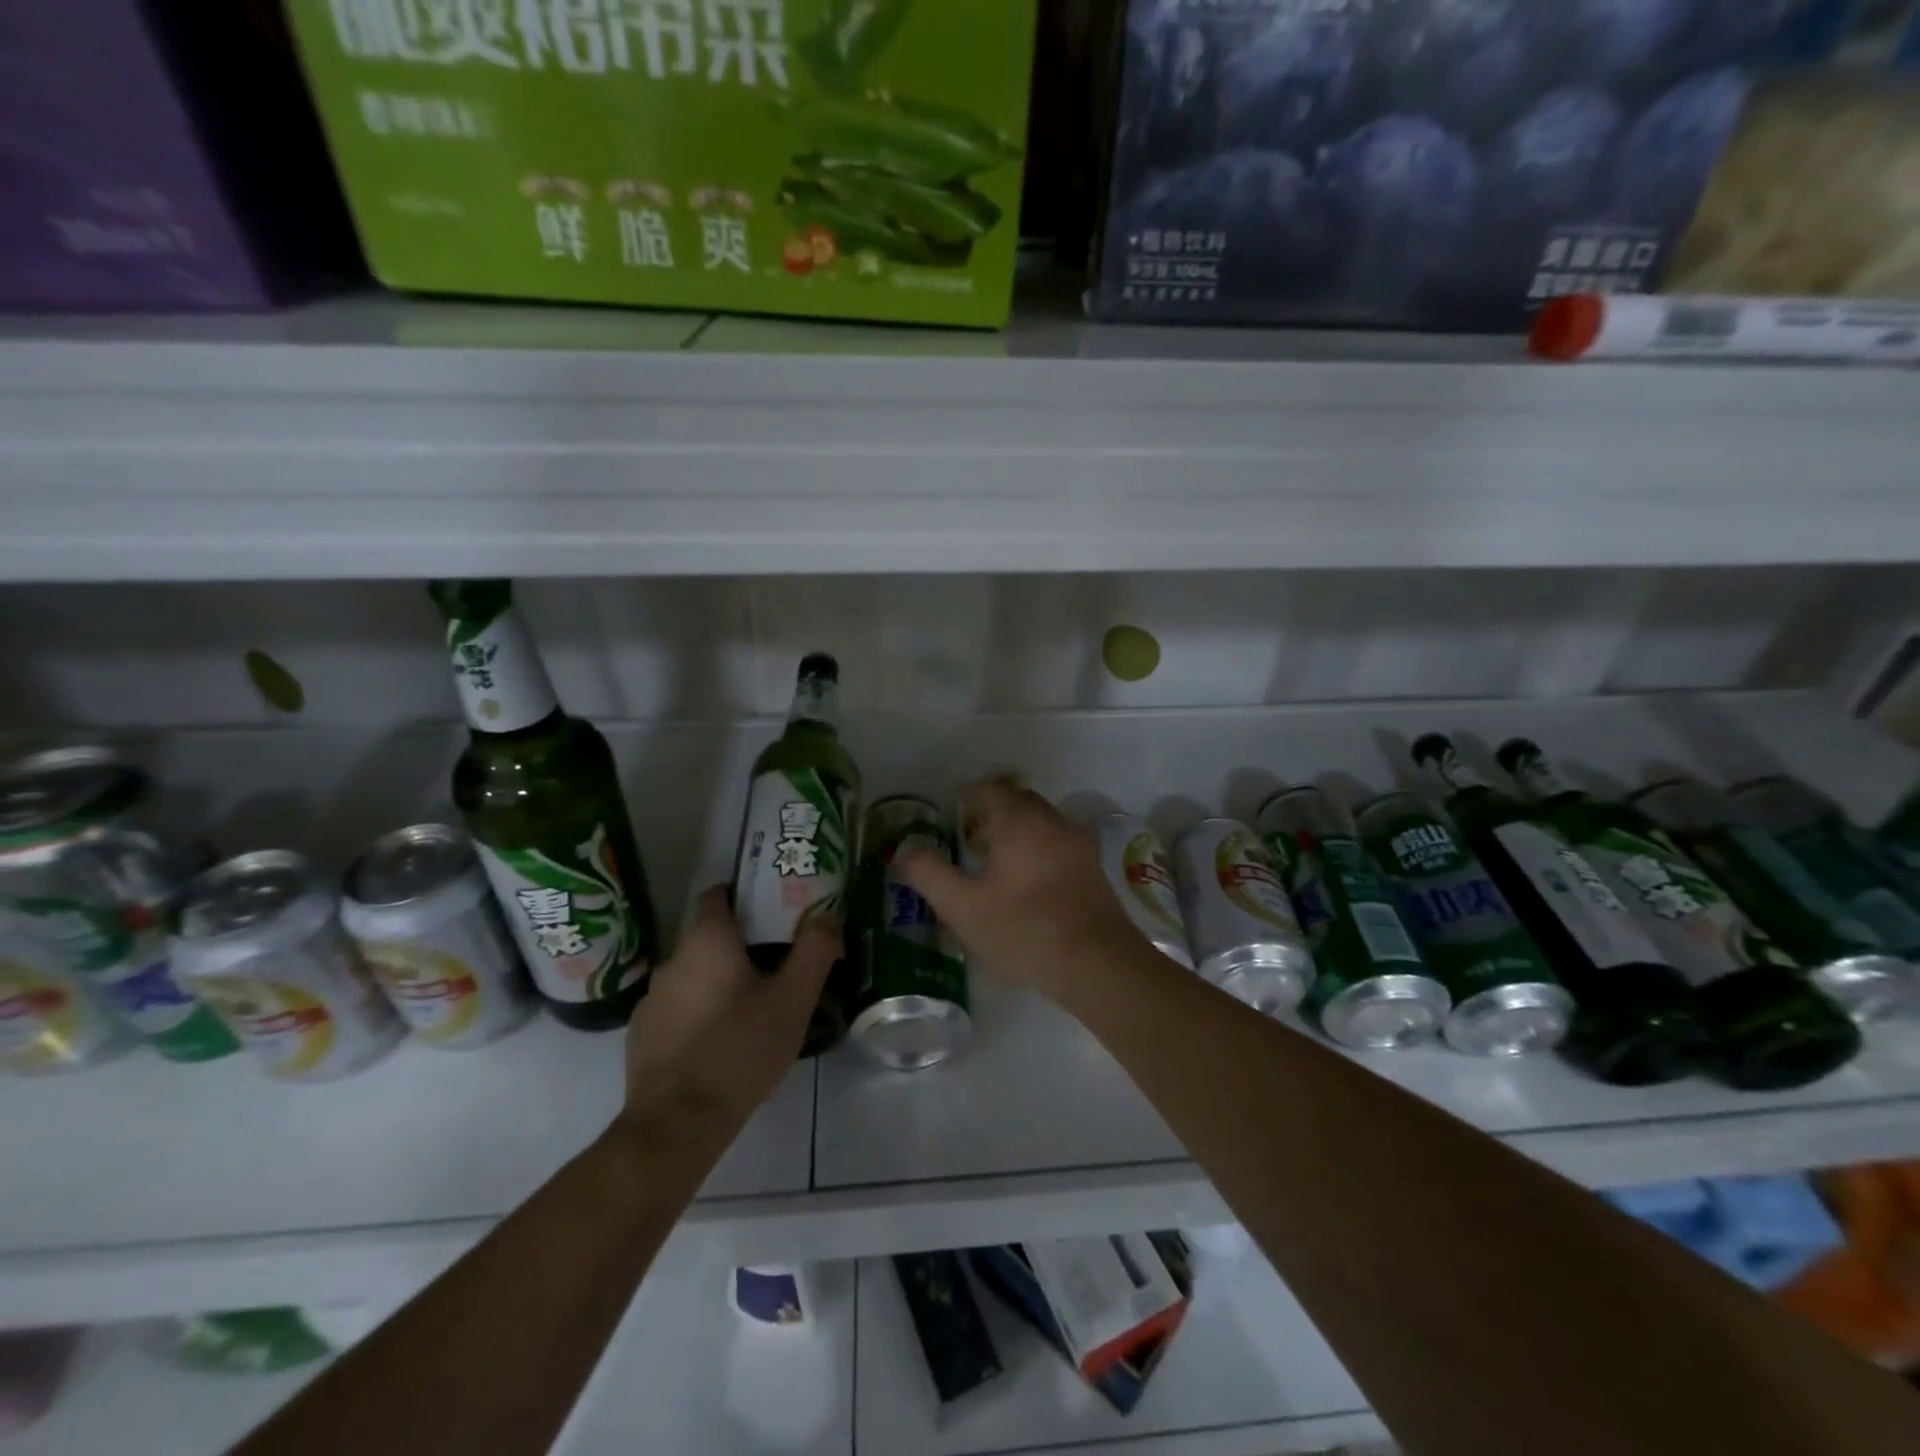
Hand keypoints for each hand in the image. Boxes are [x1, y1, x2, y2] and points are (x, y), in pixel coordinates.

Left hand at [618, 886, 837, 1135]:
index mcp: (707, 941)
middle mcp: (673, 960)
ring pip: (695, 972)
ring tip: (754, 1002)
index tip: (775, 908)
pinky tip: (723, 1037)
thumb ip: (814, 951)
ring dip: (721, 978)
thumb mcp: (793, 1000)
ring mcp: (653, 998)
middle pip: (710, 934)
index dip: (746, 893)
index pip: (718, 893)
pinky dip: (700, 1009)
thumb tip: (827, 915)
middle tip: (778, 960)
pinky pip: (679, 1005)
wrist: (677, 1124)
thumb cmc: (740, 1050)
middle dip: (743, 942)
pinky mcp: (643, 1033)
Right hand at [899, 777, 1145, 999]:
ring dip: (1020, 831)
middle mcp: (1052, 820)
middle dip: (994, 812)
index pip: (990, 789)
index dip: (969, 798)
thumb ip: (928, 873)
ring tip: (999, 863)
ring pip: (1043, 821)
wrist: (1097, 962)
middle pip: (1019, 800)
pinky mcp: (1095, 868)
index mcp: (1019, 819)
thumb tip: (904, 850)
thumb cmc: (1023, 928)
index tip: (954, 816)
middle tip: (972, 839)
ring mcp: (1079, 843)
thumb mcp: (962, 906)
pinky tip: (1032, 883)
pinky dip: (1042, 849)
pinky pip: (1061, 843)